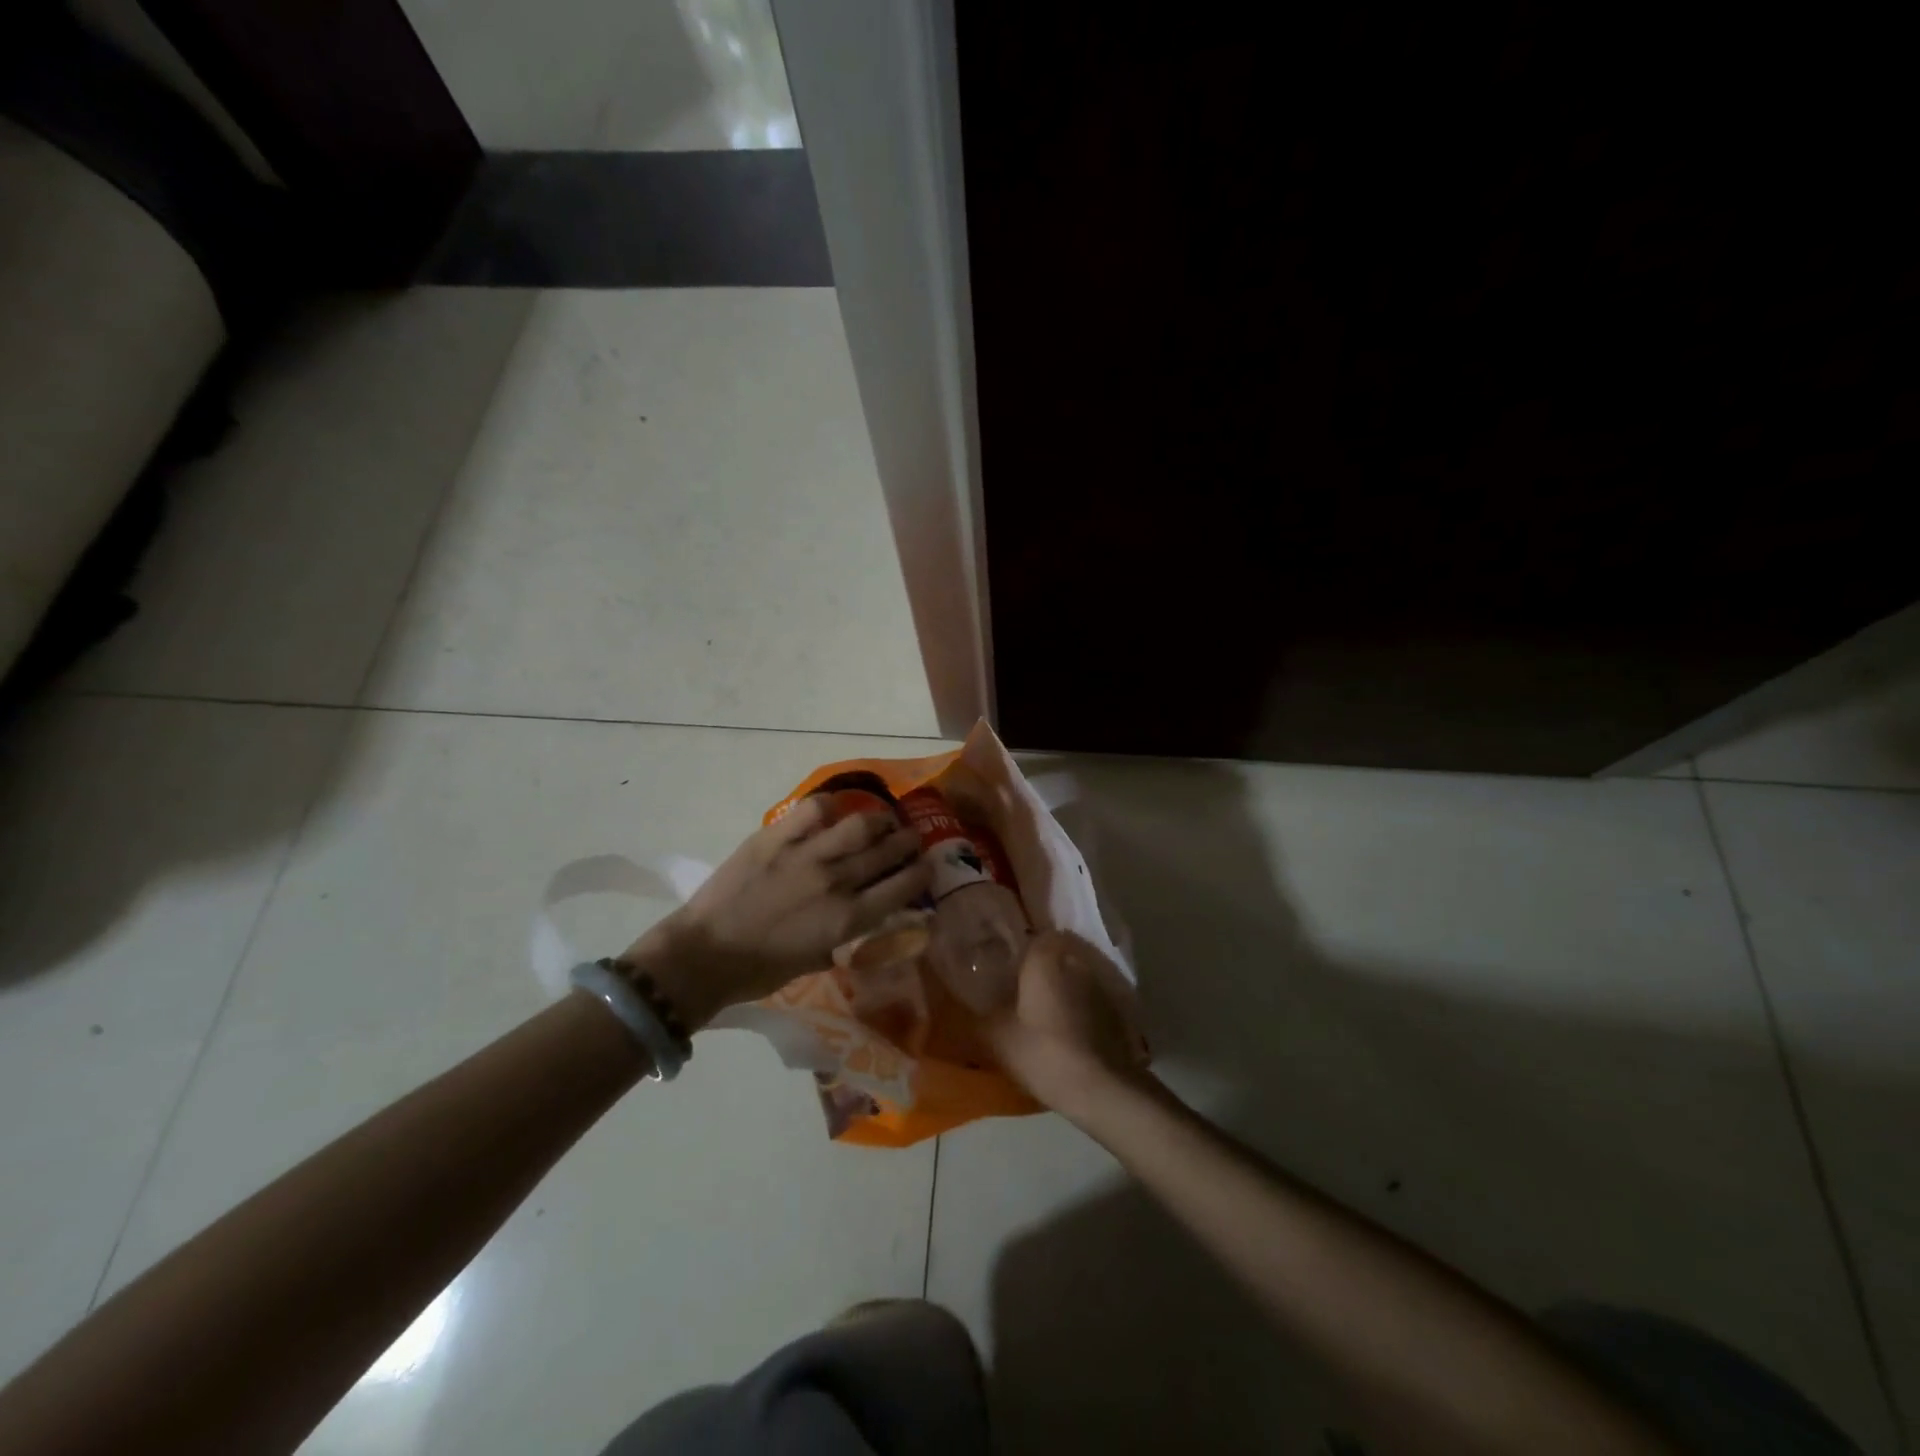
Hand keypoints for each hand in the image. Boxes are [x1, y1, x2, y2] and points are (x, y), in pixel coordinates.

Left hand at [623, 797, 929, 1027]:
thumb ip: (846, 936)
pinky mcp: (777, 837)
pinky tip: (836, 810)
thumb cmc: (761, 970)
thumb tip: (864, 919)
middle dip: (909, 842)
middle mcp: (836, 881)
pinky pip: (814, 809)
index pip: (903, 887)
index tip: (928, 866)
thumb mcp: (816, 960)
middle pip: (888, 851)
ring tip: (883, 819)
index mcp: (848, 919)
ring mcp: (806, 854)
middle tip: (911, 838)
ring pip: (861, 824)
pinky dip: (831, 806)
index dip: (923, 873)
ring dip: (881, 819)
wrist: (705, 955)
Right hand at [985, 930, 1151, 1118]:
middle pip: (1055, 957)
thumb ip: (974, 1017)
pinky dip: (1080, 1011)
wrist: (1101, 1087)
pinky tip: (1068, 1033)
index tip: (1006, 965)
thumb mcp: (995, 1037)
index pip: (1033, 937)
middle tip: (1020, 992)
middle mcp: (1075, 962)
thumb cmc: (1042, 1051)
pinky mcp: (1117, 1011)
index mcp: (1044, 959)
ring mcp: (1101, 986)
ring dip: (1062, 991)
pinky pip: (1091, 1001)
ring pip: (1075, 979)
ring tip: (1043, 1015)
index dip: (1020, 949)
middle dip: (1041, 971)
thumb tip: (955, 1008)